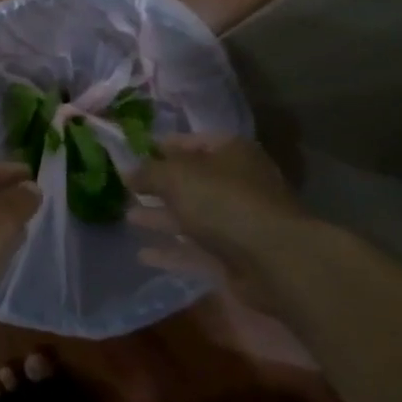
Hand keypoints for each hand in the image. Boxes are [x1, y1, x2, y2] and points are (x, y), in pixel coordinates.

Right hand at [128, 134, 306, 271]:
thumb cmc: (223, 202)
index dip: (165, 146)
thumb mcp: (177, 177)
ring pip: (192, 216)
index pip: (194, 142)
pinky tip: (142, 255)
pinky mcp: (234, 257)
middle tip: (128, 189)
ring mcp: (238, 222)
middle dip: (161, 186)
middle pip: (193, 181)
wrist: (273, 260)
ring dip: (162, 218)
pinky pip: (196, 251)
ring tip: (128, 217)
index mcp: (232, 153)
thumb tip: (128, 172)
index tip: (137, 153)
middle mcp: (237, 184)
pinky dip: (171, 251)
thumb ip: (149, 172)